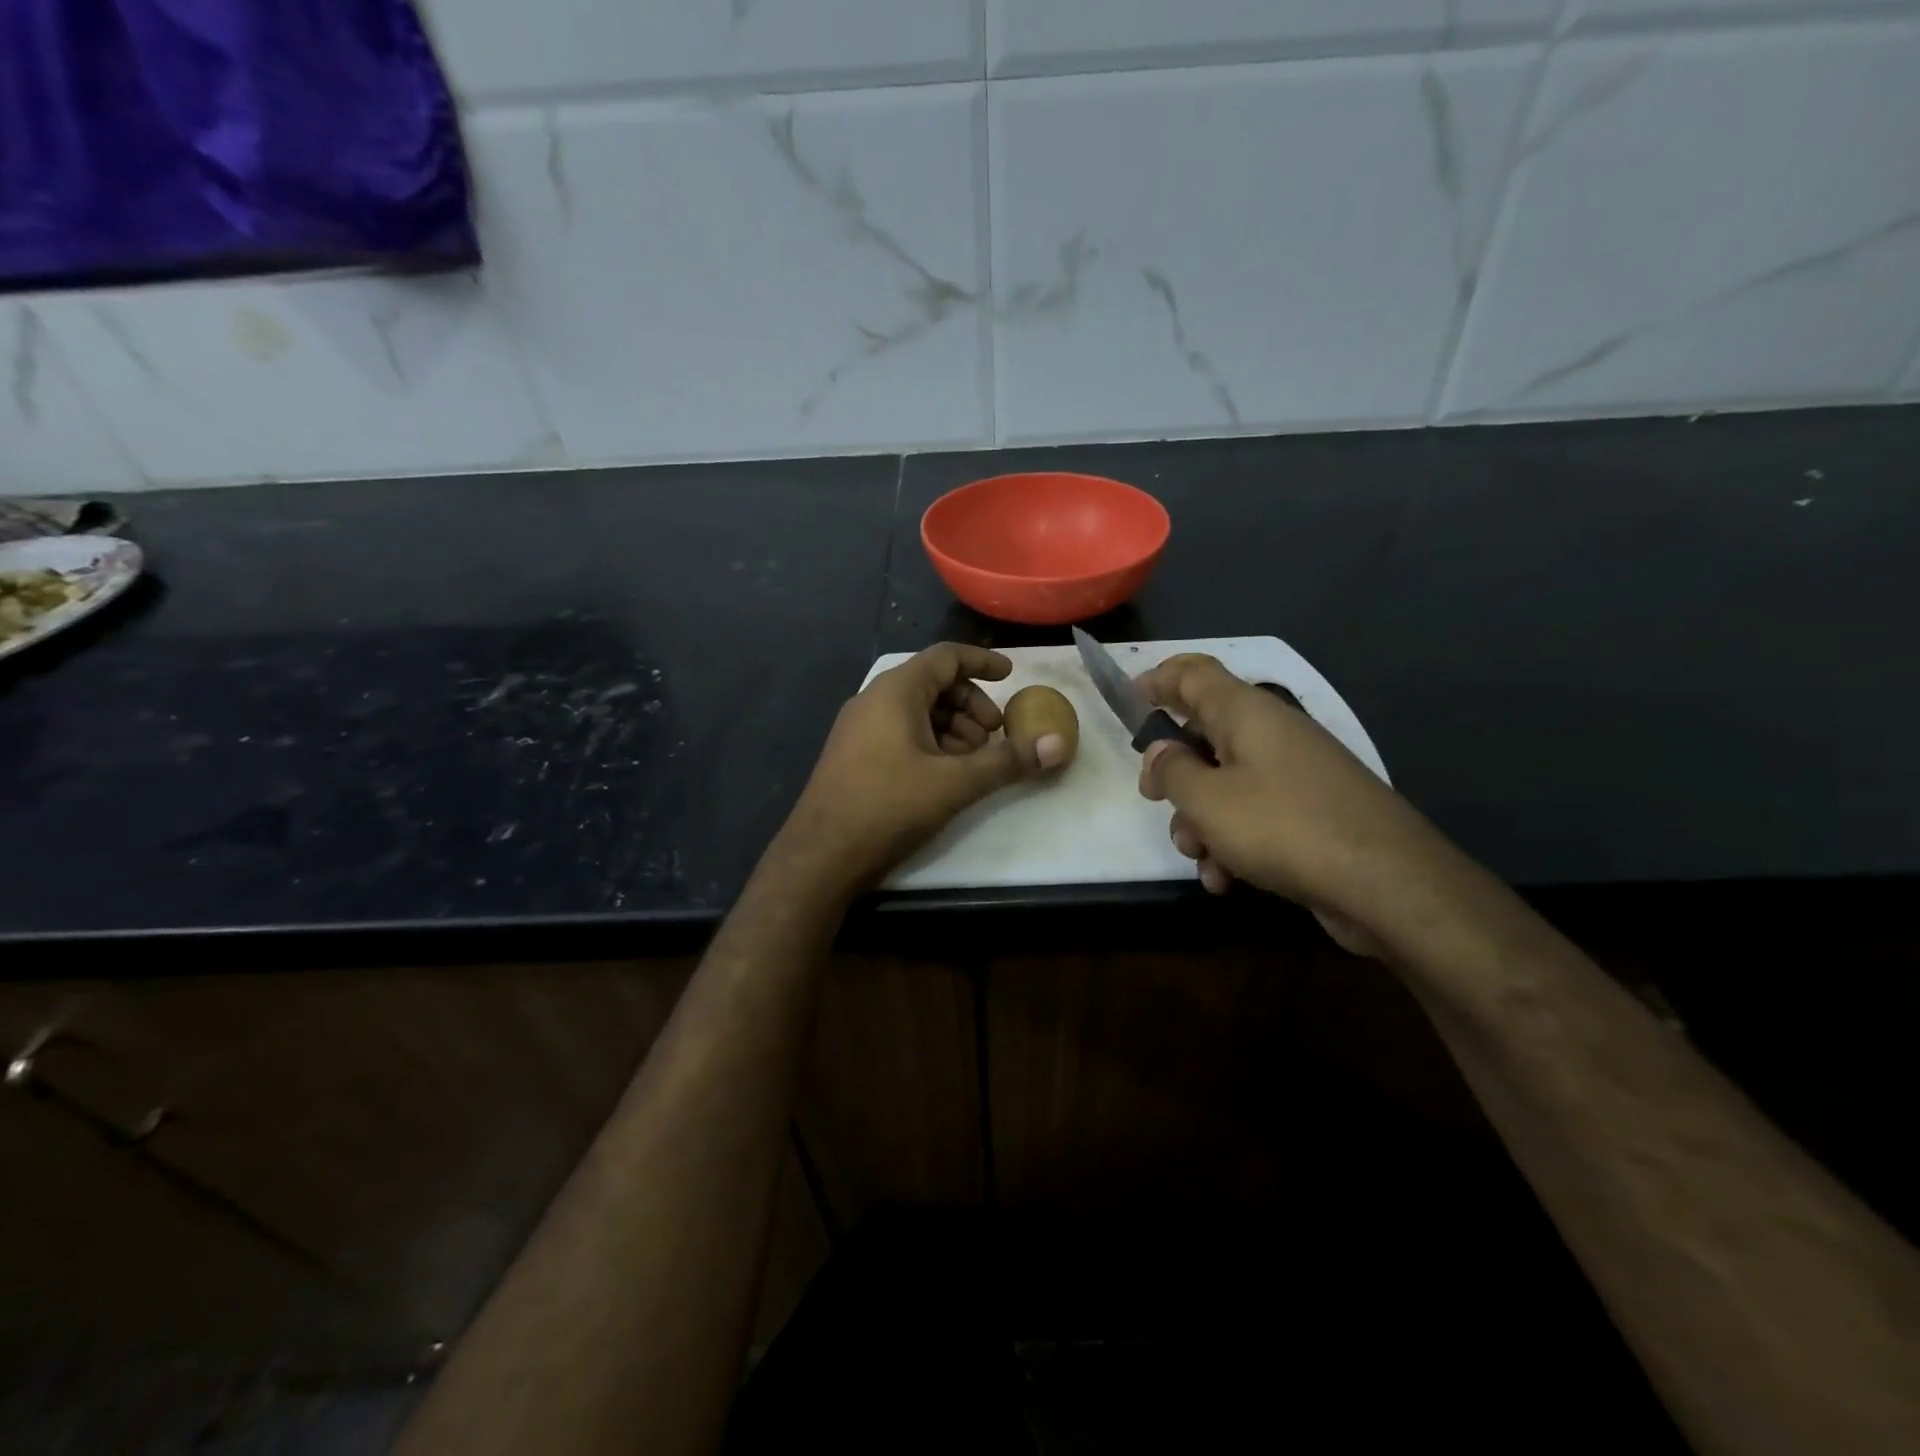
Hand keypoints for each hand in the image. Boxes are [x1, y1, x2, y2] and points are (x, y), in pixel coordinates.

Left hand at [780, 644, 1055, 893]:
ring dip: (953, 728)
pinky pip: (900, 733)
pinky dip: (931, 743)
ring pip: (918, 712)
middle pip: (933, 684)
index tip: (1010, 676)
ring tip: (975, 760)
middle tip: (995, 735)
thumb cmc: (889, 806)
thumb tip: (1058, 744)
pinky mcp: (855, 756)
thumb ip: (1007, 761)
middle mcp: (874, 701)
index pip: (945, 657)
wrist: (822, 855)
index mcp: (895, 691)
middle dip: (971, 705)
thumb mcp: (955, 782)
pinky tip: (946, 775)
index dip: (982, 663)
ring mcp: (860, 729)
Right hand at [1134, 654, 1458, 954]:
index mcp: (1245, 713)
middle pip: (1205, 734)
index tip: (1129, 700)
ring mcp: (1293, 774)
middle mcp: (1271, 734)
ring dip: (1200, 820)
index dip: (1158, 679)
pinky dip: (1232, 843)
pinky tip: (1226, 880)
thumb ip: (1171, 771)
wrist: (1385, 882)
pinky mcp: (1308, 813)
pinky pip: (1254, 816)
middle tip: (1154, 798)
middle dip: (1174, 772)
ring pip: (1225, 783)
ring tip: (1199, 856)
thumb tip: (1160, 753)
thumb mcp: (1207, 800)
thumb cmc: (1283, 826)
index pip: (1194, 673)